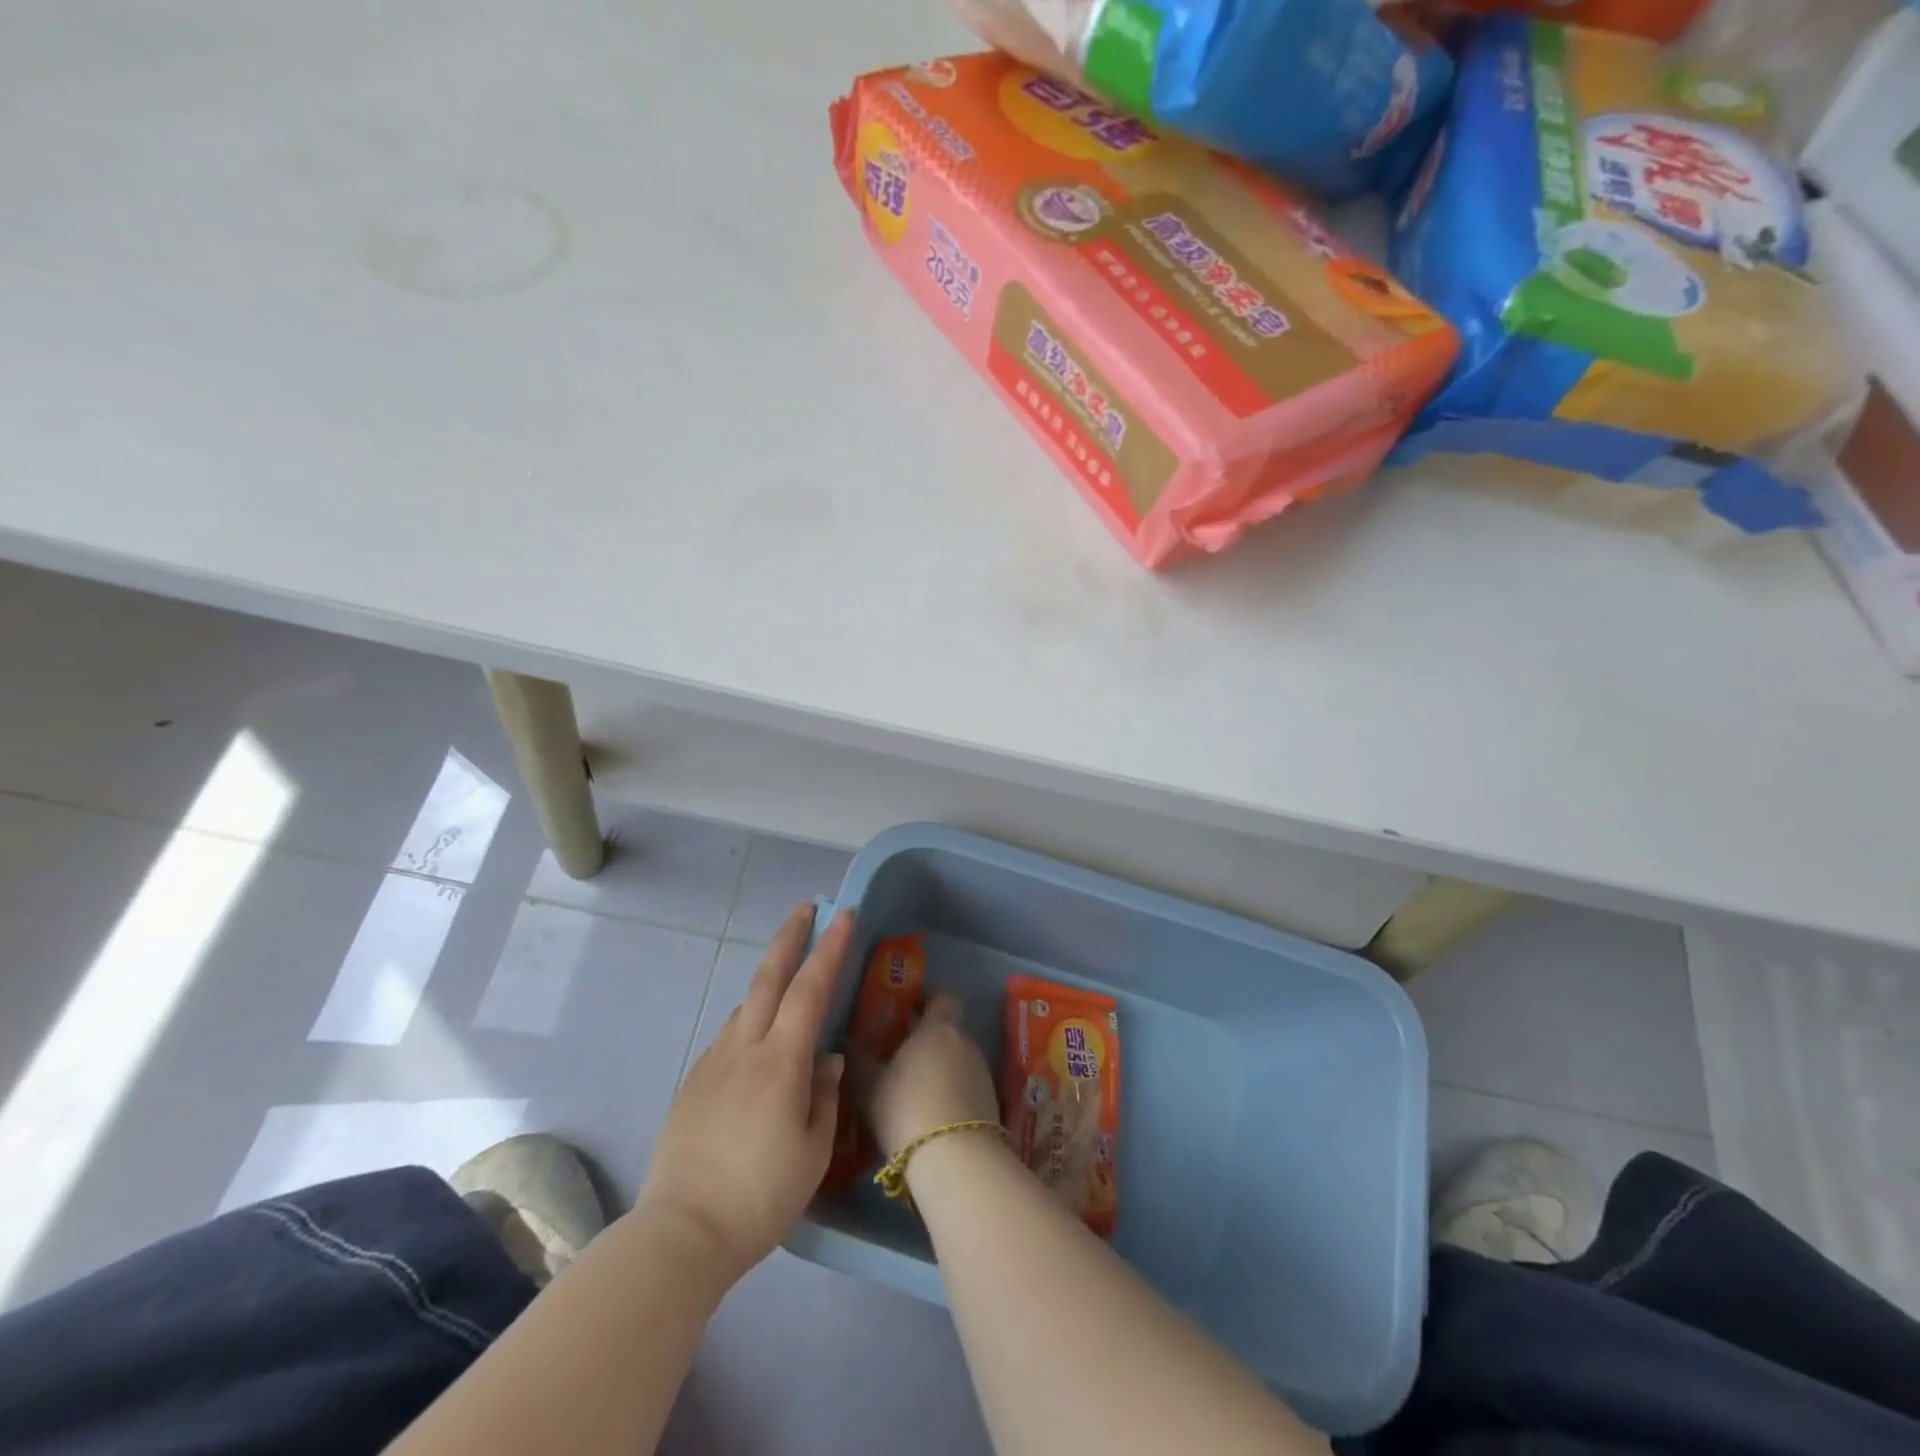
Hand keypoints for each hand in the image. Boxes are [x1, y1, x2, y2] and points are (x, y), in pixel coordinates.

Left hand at [634, 904, 849, 1283]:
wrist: (681, 1234)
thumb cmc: (760, 1196)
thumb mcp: (813, 1152)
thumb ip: (824, 1096)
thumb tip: (825, 1060)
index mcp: (780, 1062)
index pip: (810, 989)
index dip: (829, 949)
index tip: (843, 915)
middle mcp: (743, 1049)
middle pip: (767, 978)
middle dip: (789, 937)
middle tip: (806, 908)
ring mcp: (712, 1063)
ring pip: (745, 1008)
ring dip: (768, 983)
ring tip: (789, 985)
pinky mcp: (692, 1084)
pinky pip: (728, 1039)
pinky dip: (749, 1025)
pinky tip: (757, 1051)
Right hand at [863, 993, 998, 1156]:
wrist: (955, 1158)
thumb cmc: (906, 1108)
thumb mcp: (869, 1086)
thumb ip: (858, 1060)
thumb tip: (846, 1042)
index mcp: (938, 1028)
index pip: (942, 997)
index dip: (927, 1000)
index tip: (908, 1011)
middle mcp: (965, 1042)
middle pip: (949, 1032)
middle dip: (929, 1042)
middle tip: (902, 1060)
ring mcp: (982, 1073)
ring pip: (959, 1061)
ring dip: (941, 1071)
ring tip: (915, 1095)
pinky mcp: (992, 1103)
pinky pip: (968, 1089)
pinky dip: (953, 1096)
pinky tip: (934, 1119)